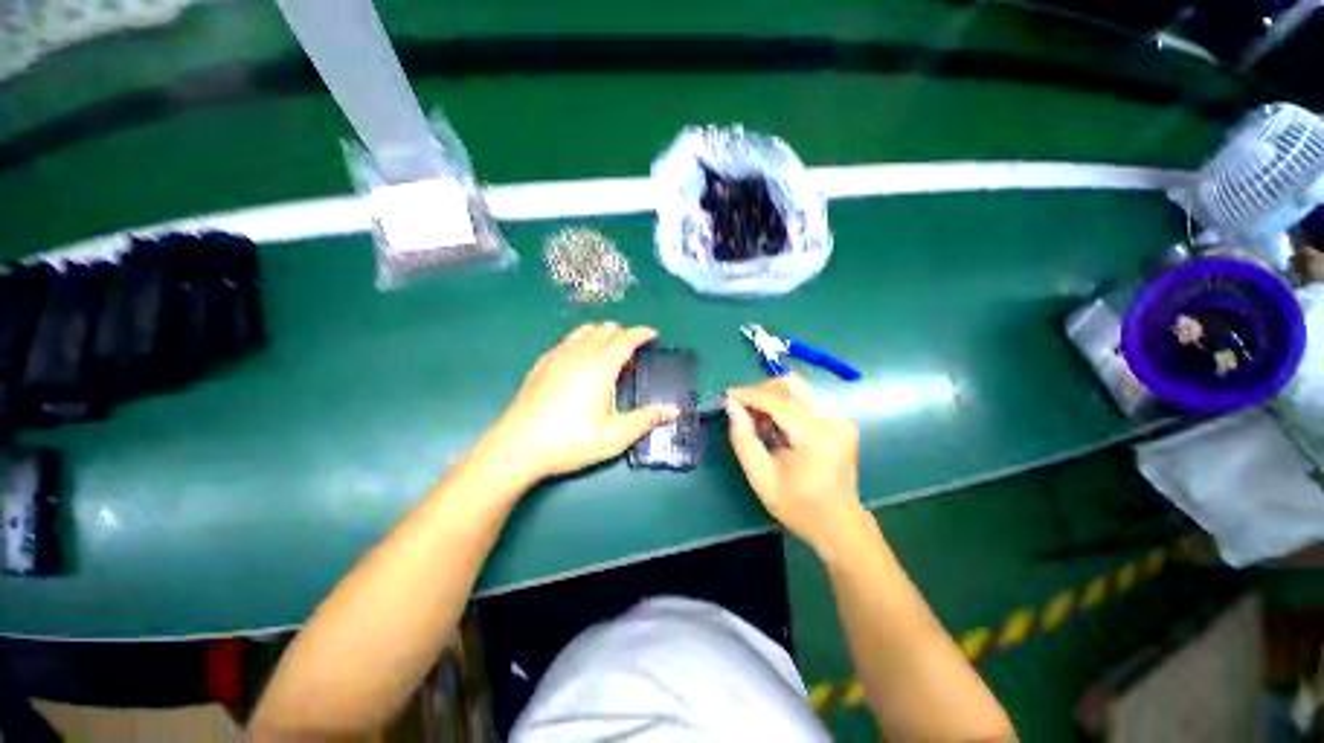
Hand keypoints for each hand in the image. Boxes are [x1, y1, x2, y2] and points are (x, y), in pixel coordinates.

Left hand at [474, 323, 677, 487]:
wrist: (518, 446)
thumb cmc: (571, 440)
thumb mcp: (615, 435)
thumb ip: (646, 419)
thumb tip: (674, 410)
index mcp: (601, 366)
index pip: (626, 338)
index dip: (642, 333)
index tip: (653, 334)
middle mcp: (580, 353)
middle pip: (605, 329)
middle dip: (623, 334)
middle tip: (632, 353)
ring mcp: (557, 356)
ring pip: (584, 331)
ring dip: (601, 335)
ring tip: (608, 353)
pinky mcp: (541, 364)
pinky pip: (567, 341)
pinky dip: (581, 341)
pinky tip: (579, 361)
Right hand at [726, 375, 867, 557]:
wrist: (839, 524)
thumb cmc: (798, 507)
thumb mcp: (761, 478)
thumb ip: (743, 439)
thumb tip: (732, 405)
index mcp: (815, 438)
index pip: (778, 401)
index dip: (749, 394)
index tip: (728, 396)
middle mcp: (833, 420)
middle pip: (792, 383)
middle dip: (763, 391)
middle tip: (745, 409)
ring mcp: (841, 418)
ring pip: (799, 387)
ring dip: (774, 396)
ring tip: (760, 418)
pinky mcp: (841, 419)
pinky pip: (807, 397)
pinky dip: (786, 402)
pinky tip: (777, 423)